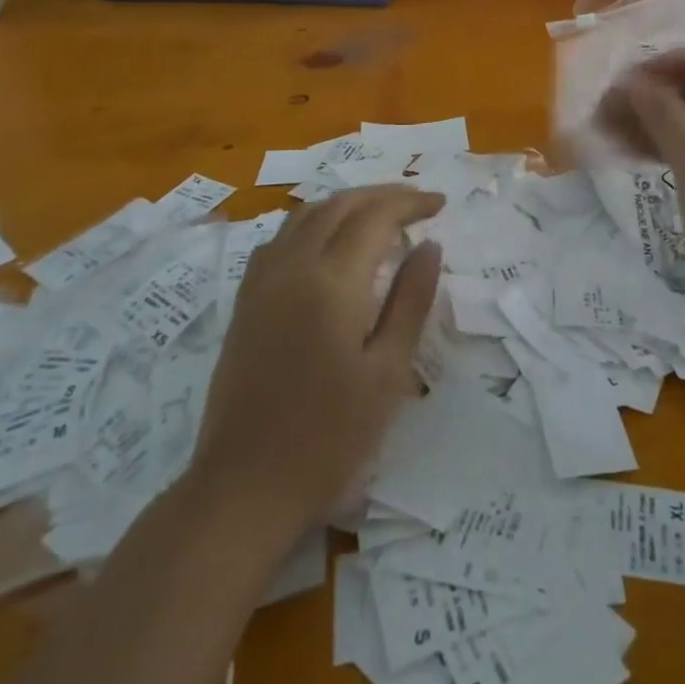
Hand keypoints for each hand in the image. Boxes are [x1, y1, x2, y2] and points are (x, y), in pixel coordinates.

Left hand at [194, 186, 443, 535]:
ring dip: (346, 204)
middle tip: (417, 203)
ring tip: (378, 215)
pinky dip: (311, 224)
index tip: (440, 204)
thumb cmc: (329, 437)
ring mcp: (262, 283)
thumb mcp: (388, 372)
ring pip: (305, 215)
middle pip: (339, 205)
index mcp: (332, 280)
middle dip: (381, 195)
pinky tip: (324, 244)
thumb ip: (410, 300)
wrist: (244, 488)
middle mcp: (292, 267)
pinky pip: (279, 240)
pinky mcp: (245, 303)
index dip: (410, 202)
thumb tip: (430, 246)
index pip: (375, 216)